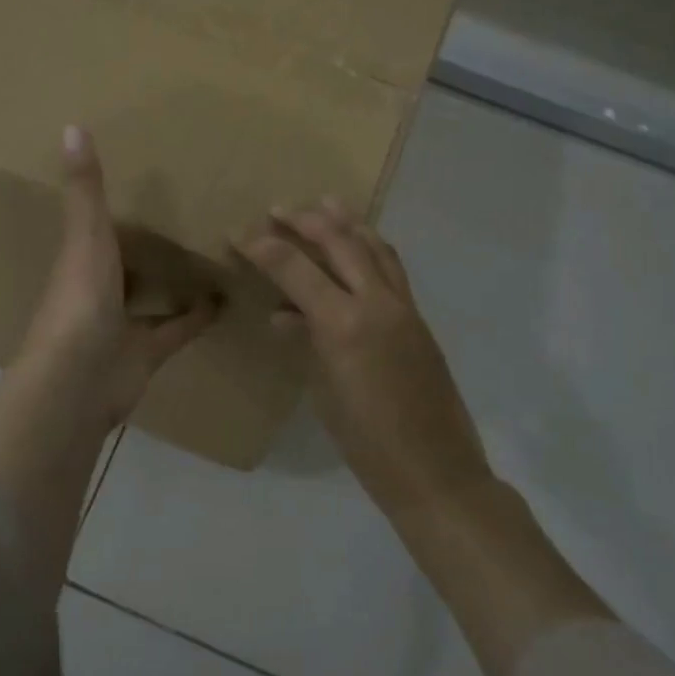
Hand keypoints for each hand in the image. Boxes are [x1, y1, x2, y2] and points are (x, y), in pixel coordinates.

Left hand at [20, 126, 219, 424]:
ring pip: (152, 298)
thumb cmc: (80, 300)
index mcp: (81, 260)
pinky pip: (176, 330)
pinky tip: (225, 300)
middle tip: (194, 215)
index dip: (119, 208)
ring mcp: (121, 325)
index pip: (99, 227)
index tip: (150, 182)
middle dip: (152, 246)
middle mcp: (100, 291)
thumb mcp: (85, 236)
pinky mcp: (146, 354)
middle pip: (128, 263)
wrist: (78, 381)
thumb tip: (71, 125)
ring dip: (177, 281)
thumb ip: (85, 188)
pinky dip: (198, 317)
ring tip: (215, 254)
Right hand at [238, 200, 491, 512]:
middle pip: (340, 243)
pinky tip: (361, 245)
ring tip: (327, 203)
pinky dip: (372, 247)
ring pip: (375, 247)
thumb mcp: (324, 392)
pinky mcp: (419, 318)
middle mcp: (376, 304)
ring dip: (348, 222)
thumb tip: (285, 316)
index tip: (238, 233)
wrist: (436, 471)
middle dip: (307, 220)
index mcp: (344, 325)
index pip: (296, 269)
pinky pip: (392, 268)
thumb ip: (306, 343)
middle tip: (279, 209)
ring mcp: (403, 308)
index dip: (263, 248)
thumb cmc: (367, 444)